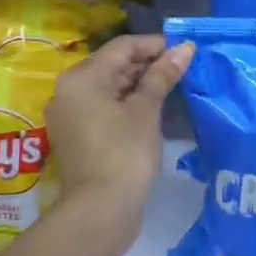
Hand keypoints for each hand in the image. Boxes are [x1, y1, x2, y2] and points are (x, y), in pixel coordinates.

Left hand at [46, 34, 193, 214]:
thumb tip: (185, 48)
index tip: (186, 49)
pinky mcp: (78, 135)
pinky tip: (155, 107)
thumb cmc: (124, 153)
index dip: (156, 45)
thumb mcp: (146, 110)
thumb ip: (163, 75)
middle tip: (184, 67)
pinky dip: (128, 103)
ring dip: (141, 84)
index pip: (122, 47)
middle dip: (149, 64)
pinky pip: (105, 107)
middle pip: (114, 65)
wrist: (100, 210)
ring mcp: (71, 114)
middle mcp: (69, 90)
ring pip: (110, 87)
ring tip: (175, 85)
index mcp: (82, 77)